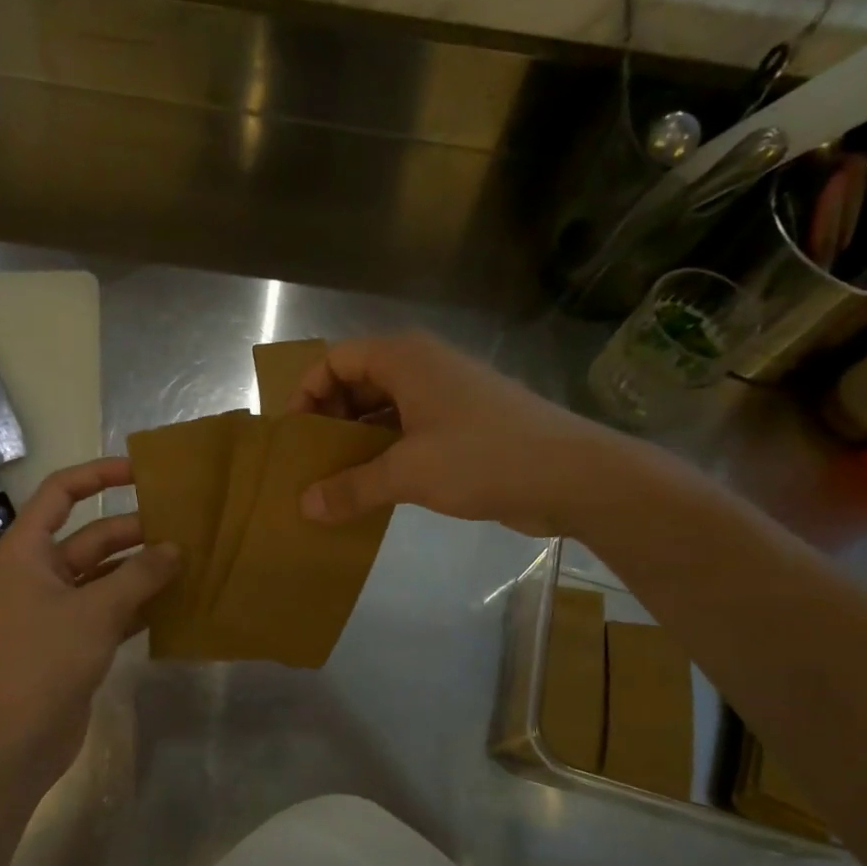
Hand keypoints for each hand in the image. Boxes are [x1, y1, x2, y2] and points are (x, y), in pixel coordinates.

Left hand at [0, 458, 178, 789]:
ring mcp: (57, 608)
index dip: (99, 475)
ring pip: (107, 574)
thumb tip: (176, 548)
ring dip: (144, 569)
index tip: (142, 472)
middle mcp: (40, 572)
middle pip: (93, 536)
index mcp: (28, 551)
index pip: (62, 493)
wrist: (16, 738)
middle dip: (137, 531)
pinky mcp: (74, 639)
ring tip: (191, 561)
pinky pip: (112, 607)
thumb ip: (140, 575)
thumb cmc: (46, 660)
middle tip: (187, 527)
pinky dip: (140, 603)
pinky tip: (178, 601)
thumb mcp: (96, 610)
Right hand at [290, 331, 598, 535]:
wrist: (572, 475)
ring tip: (333, 481)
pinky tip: (371, 490)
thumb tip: (304, 506)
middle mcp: (423, 369)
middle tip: (311, 463)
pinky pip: (409, 433)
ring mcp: (446, 398)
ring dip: (357, 442)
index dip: (308, 392)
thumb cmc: (483, 457)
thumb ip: (352, 488)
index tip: (295, 436)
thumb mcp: (409, 473)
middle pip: (358, 383)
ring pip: (384, 411)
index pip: (336, 359)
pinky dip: (385, 455)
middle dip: (330, 420)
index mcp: (405, 359)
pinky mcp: (463, 428)